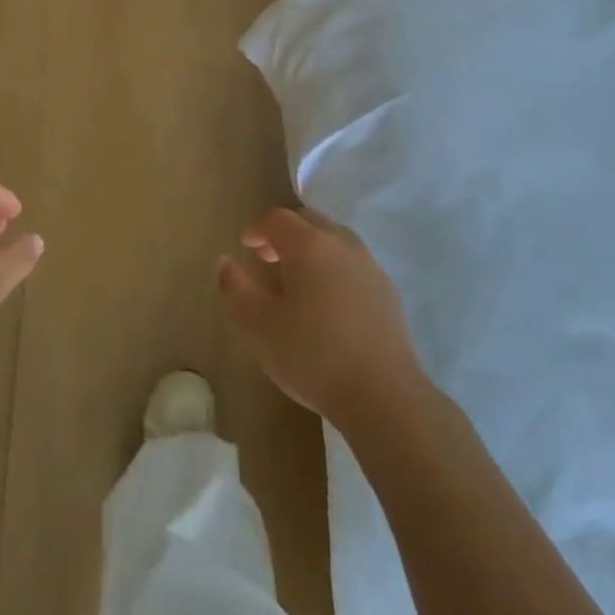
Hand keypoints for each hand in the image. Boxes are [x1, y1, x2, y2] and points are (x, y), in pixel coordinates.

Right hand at [218, 208, 419, 423]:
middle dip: (286, 234)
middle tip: (268, 259)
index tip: (245, 248)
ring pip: (336, 241)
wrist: (384, 395)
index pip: (278, 219)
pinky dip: (335, 270)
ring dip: (313, 251)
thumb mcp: (257, 325)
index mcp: (309, 245)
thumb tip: (225, 262)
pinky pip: (354, 266)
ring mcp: (370, 267)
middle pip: (310, 221)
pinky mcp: (388, 293)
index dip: (257, 229)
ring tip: (298, 283)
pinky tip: (328, 306)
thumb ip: (235, 288)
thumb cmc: (312, 355)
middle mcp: (342, 245)